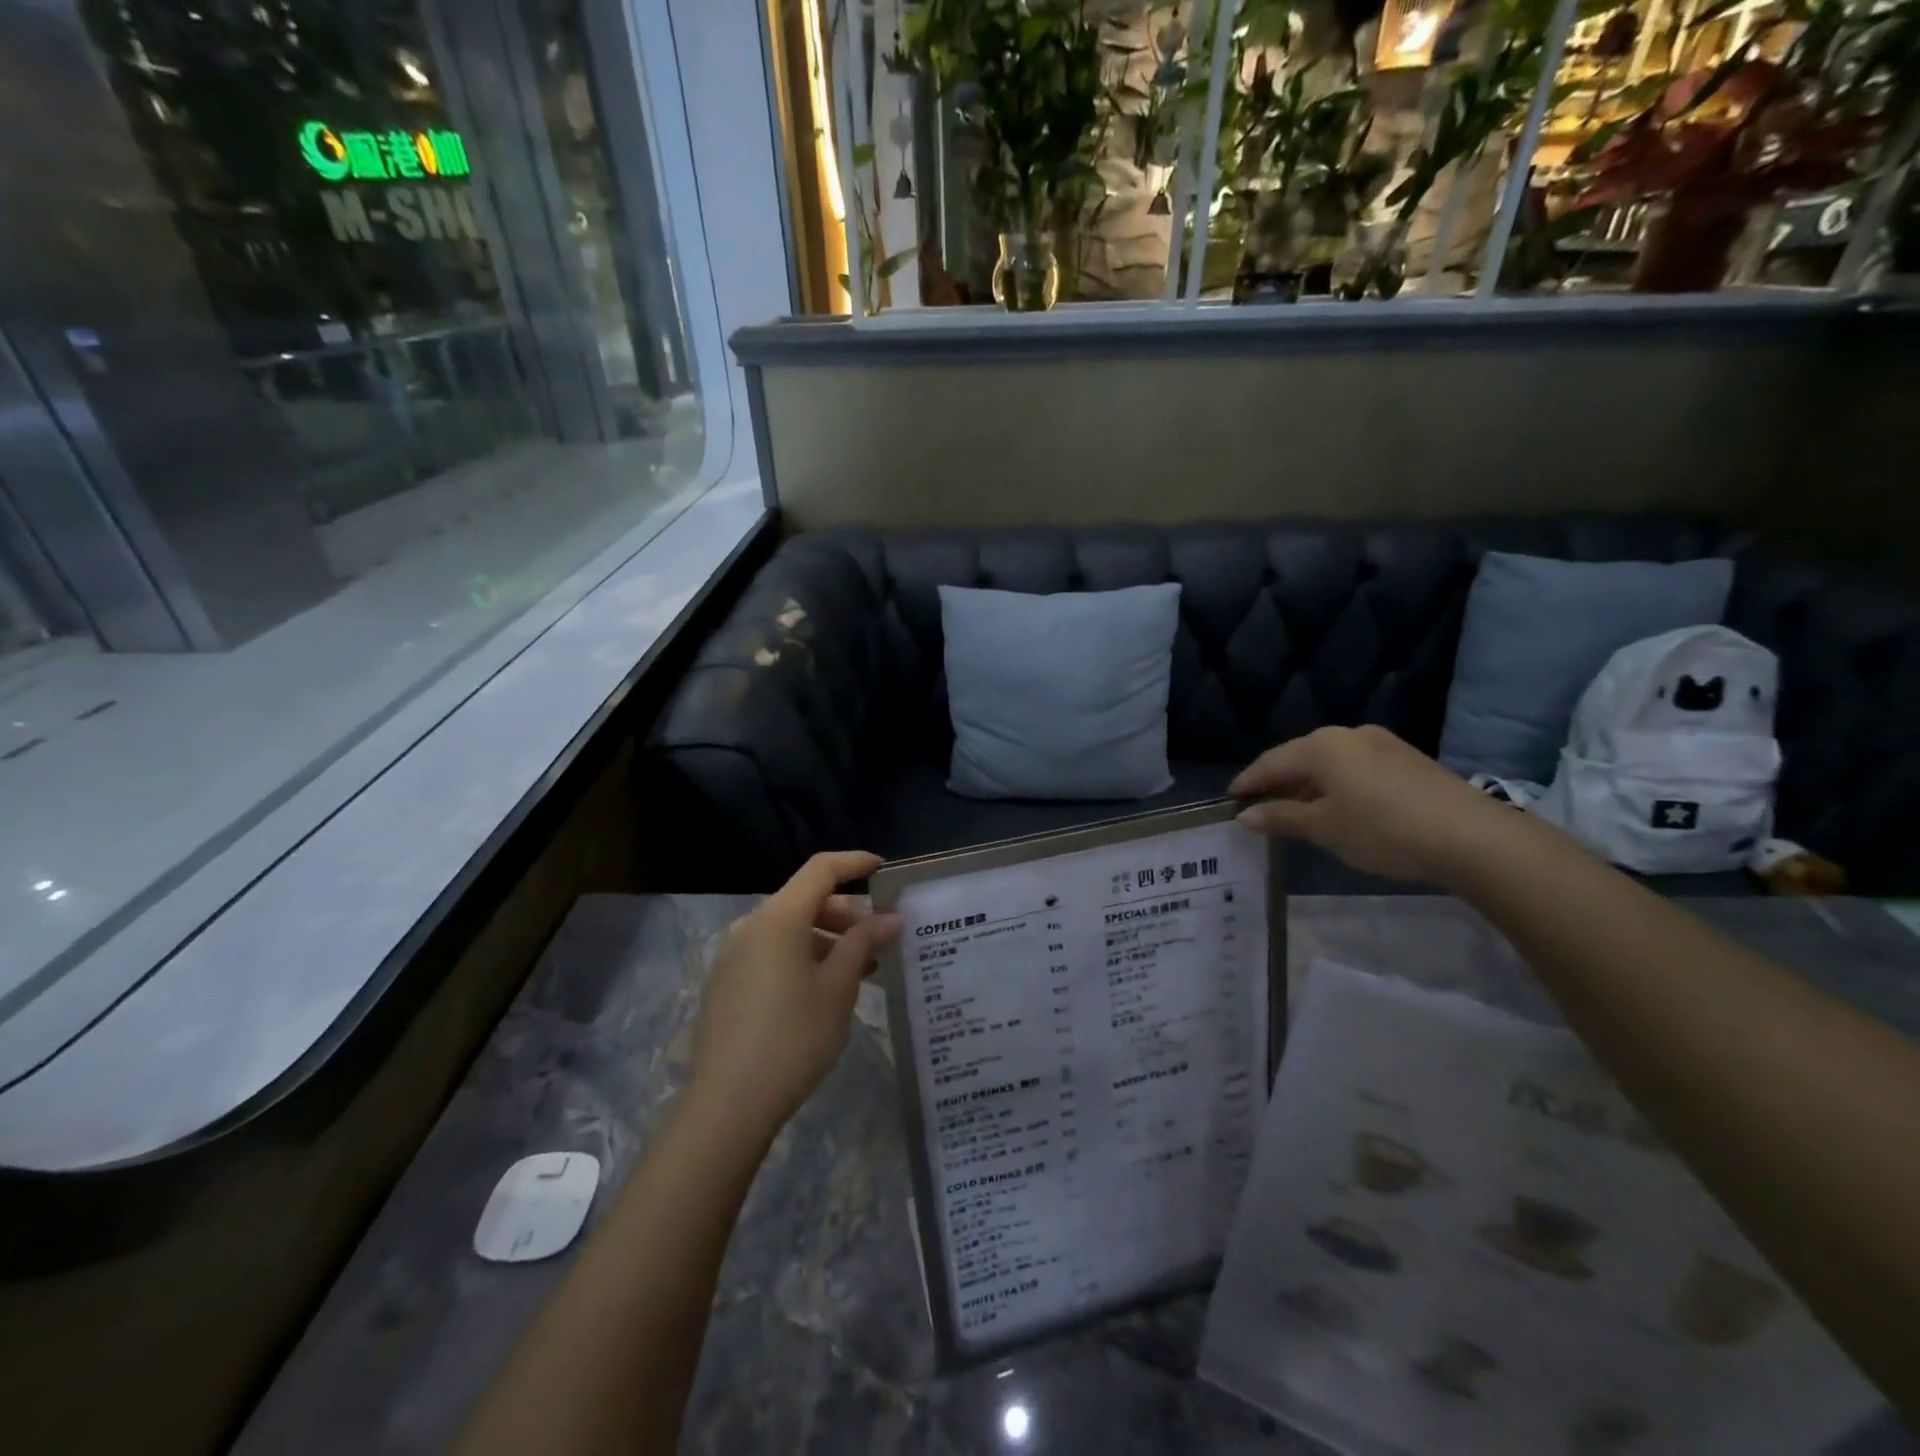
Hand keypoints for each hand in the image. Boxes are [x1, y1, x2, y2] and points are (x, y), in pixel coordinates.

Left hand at [688, 852, 900, 1141]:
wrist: (728, 1103)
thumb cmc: (793, 1037)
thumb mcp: (838, 988)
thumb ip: (864, 943)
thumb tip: (890, 918)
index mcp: (778, 918)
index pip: (821, 870)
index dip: (855, 863)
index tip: (884, 870)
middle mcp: (751, 925)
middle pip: (805, 900)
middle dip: (847, 914)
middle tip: (881, 940)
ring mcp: (734, 955)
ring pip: (790, 929)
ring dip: (827, 940)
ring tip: (861, 971)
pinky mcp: (727, 982)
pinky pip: (772, 952)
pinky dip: (803, 957)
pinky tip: (825, 990)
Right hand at [1229, 725, 1514, 890]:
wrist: (1471, 837)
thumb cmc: (1383, 830)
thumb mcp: (1325, 828)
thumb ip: (1281, 818)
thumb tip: (1245, 815)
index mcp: (1320, 746)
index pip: (1270, 762)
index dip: (1248, 782)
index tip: (1230, 800)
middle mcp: (1347, 734)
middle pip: (1298, 757)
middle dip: (1277, 782)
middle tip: (1259, 807)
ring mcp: (1380, 743)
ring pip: (1328, 761)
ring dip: (1307, 784)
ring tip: (1295, 810)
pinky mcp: (1405, 758)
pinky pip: (1354, 766)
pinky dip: (1335, 784)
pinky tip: (1336, 806)